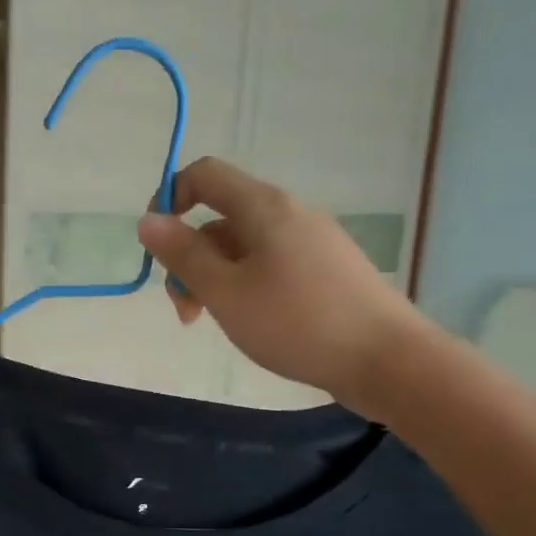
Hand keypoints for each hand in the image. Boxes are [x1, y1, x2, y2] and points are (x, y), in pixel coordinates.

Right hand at [136, 158, 433, 418]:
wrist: (386, 360)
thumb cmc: (297, 323)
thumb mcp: (226, 292)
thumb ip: (183, 255)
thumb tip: (148, 219)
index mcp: (264, 208)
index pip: (204, 174)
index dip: (170, 198)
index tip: (157, 246)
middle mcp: (289, 214)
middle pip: (220, 218)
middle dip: (190, 258)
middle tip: (185, 311)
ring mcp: (312, 242)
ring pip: (243, 247)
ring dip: (215, 278)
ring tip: (212, 323)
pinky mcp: (326, 271)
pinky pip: (270, 265)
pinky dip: (245, 286)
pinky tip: (250, 323)